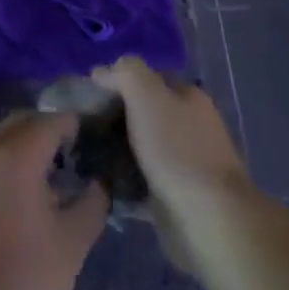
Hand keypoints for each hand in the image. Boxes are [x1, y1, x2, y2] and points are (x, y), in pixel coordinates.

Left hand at [0, 111, 108, 289]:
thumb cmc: (28, 280)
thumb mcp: (73, 240)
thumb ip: (92, 201)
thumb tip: (98, 183)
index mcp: (14, 155)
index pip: (51, 121)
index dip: (75, 125)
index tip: (95, 138)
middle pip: (21, 123)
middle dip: (48, 130)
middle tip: (76, 153)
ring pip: (0, 140)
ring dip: (26, 146)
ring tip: (53, 176)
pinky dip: (7, 163)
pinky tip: (26, 196)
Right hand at [90, 57, 251, 218]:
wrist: (207, 219)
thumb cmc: (176, 149)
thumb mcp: (147, 95)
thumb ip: (125, 73)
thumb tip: (102, 70)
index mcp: (188, 97)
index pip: (148, 78)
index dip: (117, 82)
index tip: (88, 97)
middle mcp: (190, 126)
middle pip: (143, 114)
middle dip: (113, 120)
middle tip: (80, 129)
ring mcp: (184, 163)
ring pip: (140, 149)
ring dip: (115, 153)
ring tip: (83, 157)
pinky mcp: (175, 196)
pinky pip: (141, 183)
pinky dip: (123, 183)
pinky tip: (100, 185)